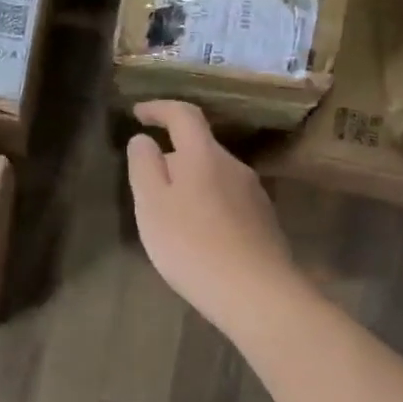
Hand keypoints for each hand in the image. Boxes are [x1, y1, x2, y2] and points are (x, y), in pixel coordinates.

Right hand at [124, 101, 300, 332]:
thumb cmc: (192, 245)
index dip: (159, 108)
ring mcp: (254, 194)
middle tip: (148, 183)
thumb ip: (144, 166)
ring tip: (172, 215)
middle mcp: (234, 166)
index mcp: (204, 155)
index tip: (138, 113)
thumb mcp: (152, 204)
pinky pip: (229, 201)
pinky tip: (200, 236)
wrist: (256, 293)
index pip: (183, 114)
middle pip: (200, 147)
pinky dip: (209, 206)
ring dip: (192, 184)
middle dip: (173, 156)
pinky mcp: (264, 222)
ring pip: (215, 176)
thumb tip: (144, 140)